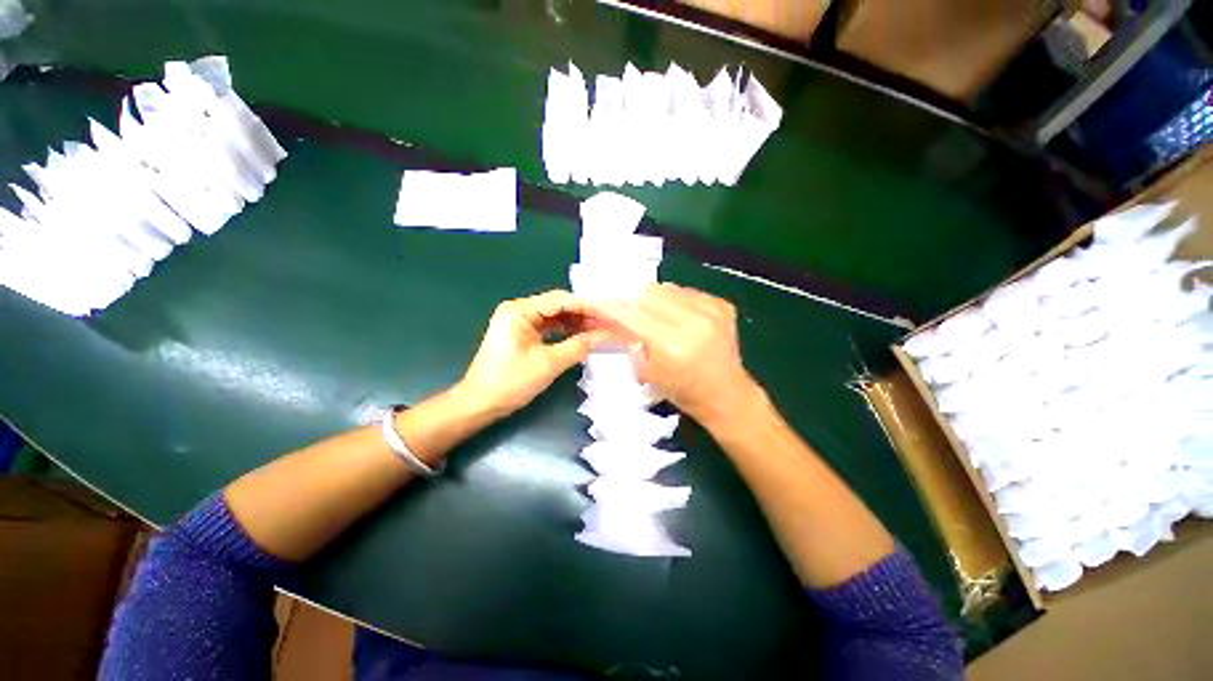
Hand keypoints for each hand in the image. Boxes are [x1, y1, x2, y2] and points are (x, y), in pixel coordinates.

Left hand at [458, 290, 608, 418]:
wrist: (480, 404)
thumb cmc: (510, 382)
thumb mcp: (549, 364)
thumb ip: (579, 346)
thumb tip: (604, 335)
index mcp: (520, 310)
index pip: (560, 300)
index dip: (587, 307)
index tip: (609, 313)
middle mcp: (519, 310)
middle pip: (558, 306)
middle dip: (583, 315)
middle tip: (607, 323)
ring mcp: (519, 321)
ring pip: (555, 316)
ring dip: (576, 323)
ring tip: (600, 329)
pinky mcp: (521, 333)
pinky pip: (548, 327)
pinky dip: (565, 331)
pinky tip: (582, 336)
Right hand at [590, 283, 760, 427]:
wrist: (726, 395)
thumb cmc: (683, 392)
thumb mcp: (647, 372)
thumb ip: (630, 340)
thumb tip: (615, 316)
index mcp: (671, 344)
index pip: (632, 314)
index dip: (611, 305)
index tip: (596, 299)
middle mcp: (693, 321)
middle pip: (648, 294)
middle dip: (629, 298)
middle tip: (620, 305)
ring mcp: (711, 310)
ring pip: (666, 288)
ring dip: (651, 297)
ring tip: (648, 311)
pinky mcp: (721, 305)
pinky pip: (685, 292)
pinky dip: (672, 299)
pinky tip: (673, 314)